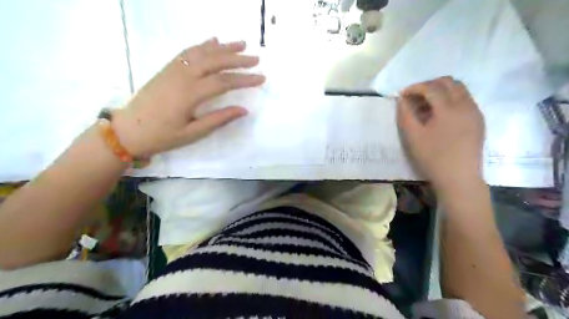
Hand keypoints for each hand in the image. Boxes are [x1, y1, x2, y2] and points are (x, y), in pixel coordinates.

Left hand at [112, 38, 264, 156]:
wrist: (128, 130)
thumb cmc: (162, 135)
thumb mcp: (193, 133)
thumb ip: (219, 119)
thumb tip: (243, 110)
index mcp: (190, 94)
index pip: (223, 82)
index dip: (244, 79)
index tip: (261, 78)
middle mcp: (183, 76)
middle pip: (215, 61)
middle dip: (237, 59)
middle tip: (256, 59)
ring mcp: (173, 69)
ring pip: (202, 52)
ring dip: (223, 47)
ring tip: (241, 44)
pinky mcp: (167, 69)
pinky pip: (187, 52)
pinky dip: (202, 45)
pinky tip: (213, 41)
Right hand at [396, 76, 483, 191]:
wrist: (459, 179)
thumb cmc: (433, 158)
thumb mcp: (412, 137)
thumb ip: (405, 114)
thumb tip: (402, 99)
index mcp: (449, 108)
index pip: (432, 87)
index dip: (415, 87)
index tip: (402, 95)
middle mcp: (466, 105)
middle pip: (449, 82)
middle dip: (429, 85)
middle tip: (414, 98)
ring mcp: (475, 113)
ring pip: (459, 90)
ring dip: (441, 92)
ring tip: (426, 107)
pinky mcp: (478, 121)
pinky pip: (465, 101)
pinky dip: (450, 100)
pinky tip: (439, 116)